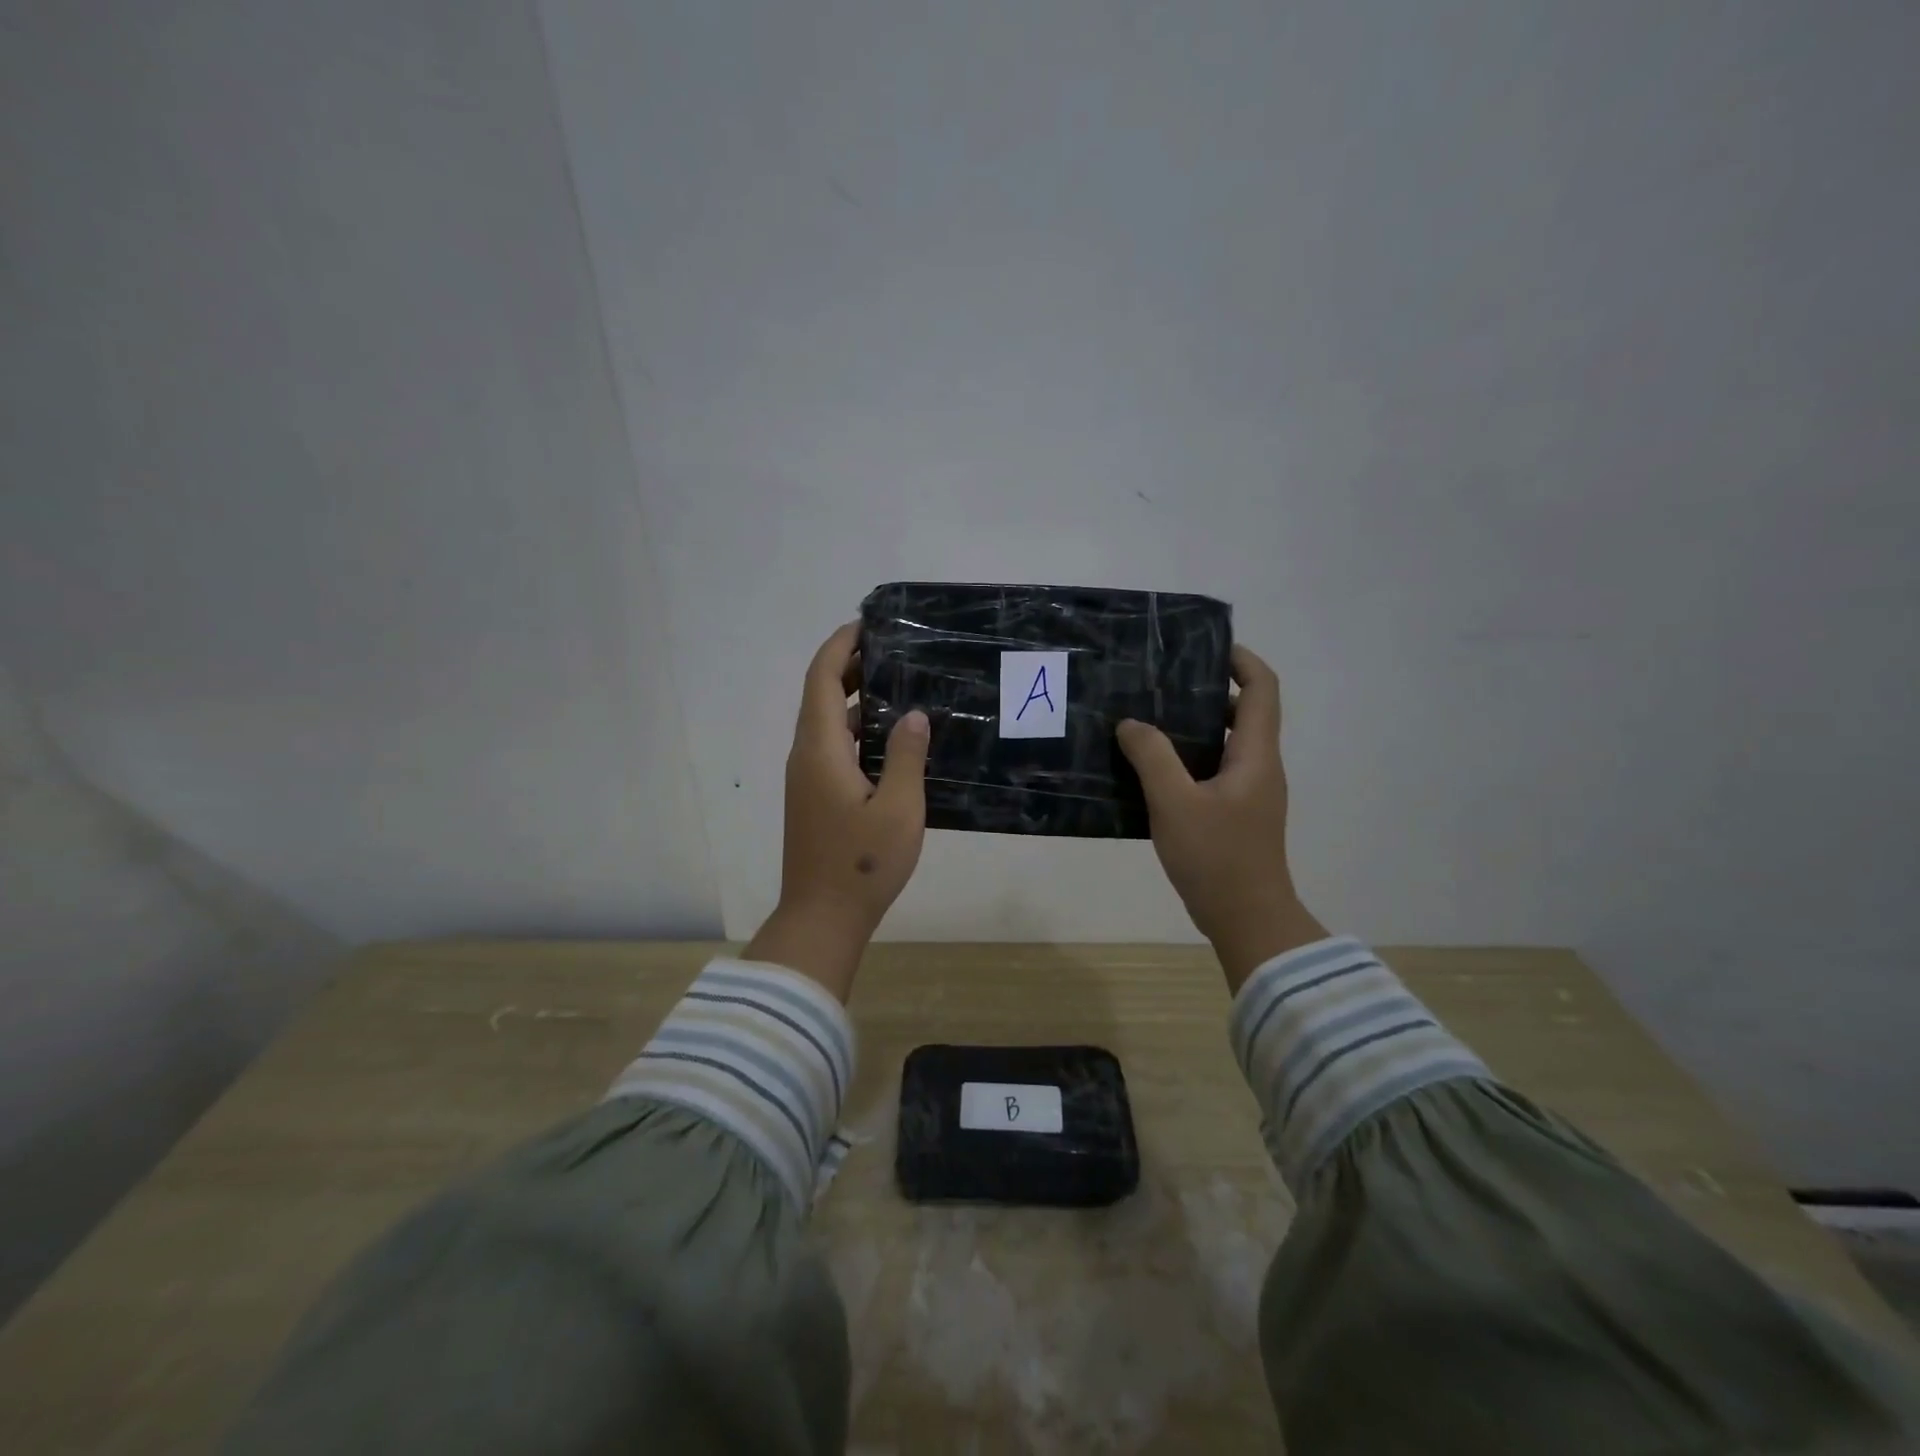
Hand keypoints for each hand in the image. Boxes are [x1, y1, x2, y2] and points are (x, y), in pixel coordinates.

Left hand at [743, 622, 929, 999]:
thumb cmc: (862, 863)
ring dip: (854, 701)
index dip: (840, 645)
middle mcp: (805, 755)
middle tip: (894, 654)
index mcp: (820, 749)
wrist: (822, 917)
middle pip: (820, 696)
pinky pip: (831, 748)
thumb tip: (913, 715)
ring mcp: (807, 779)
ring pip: (826, 724)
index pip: (821, 678)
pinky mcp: (814, 798)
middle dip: (850, 667)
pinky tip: (890, 741)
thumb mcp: (898, 808)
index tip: (867, 624)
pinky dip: (855, 731)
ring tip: (899, 689)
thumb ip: (907, 756)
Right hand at [1117, 644, 1327, 991]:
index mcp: (1256, 755)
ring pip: (1225, 744)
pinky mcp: (1235, 815)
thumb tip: (1132, 723)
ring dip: (1193, 727)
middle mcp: (1260, 767)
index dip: (1240, 660)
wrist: (1247, 920)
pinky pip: (1212, 771)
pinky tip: (1150, 768)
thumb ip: (1152, 757)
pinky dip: (1187, 759)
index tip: (1205, 648)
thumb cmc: (1217, 857)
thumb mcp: (1175, 803)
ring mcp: (1249, 793)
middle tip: (1160, 684)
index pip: (1262, 689)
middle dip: (1206, 691)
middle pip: (1243, 712)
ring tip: (1147, 719)